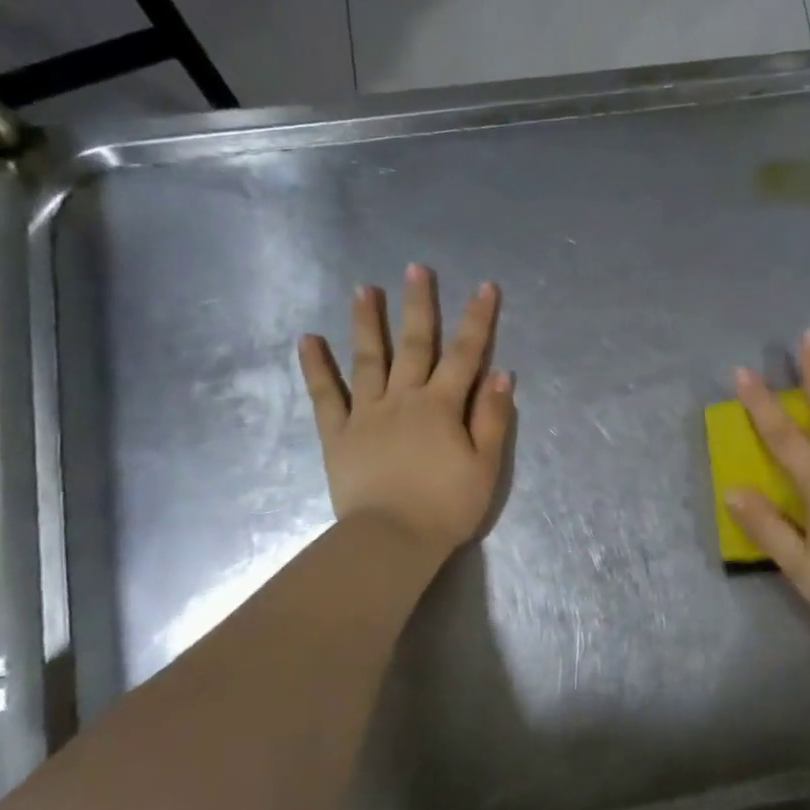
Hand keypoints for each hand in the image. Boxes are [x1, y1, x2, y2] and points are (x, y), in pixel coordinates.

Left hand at [298, 264, 513, 560]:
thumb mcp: (485, 466)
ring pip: (368, 359)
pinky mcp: (338, 434)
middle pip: (414, 345)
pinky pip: (325, 395)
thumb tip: (501, 375)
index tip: (484, 287)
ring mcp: (367, 414)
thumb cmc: (446, 506)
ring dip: (367, 323)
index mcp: (443, 406)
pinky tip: (308, 340)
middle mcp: (404, 399)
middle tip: (416, 269)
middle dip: (419, 305)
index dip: (477, 320)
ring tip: (363, 289)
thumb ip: (493, 419)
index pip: (465, 354)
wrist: (390, 540)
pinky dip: (316, 367)